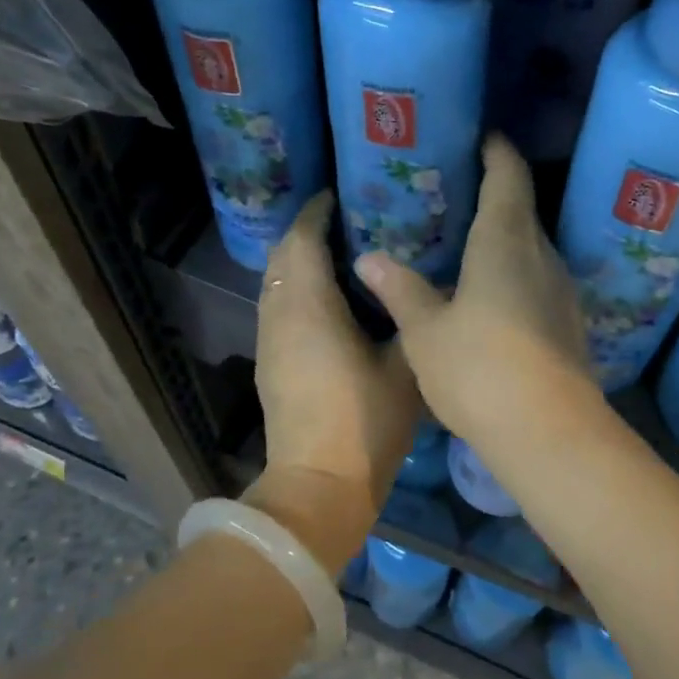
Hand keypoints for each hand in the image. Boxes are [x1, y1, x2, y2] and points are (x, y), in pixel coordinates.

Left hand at [245, 191, 420, 577]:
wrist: (318, 485)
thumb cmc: (365, 421)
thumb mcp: (403, 364)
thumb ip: (406, 316)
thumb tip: (410, 284)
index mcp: (308, 305)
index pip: (301, 238)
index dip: (317, 210)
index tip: (342, 194)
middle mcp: (278, 313)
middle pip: (282, 254)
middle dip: (308, 230)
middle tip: (350, 219)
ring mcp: (268, 338)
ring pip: (275, 279)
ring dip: (300, 259)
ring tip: (343, 252)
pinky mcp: (269, 360)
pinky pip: (277, 303)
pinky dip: (297, 286)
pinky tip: (331, 296)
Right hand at [353, 135, 599, 455]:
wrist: (550, 432)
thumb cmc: (479, 368)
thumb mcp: (425, 331)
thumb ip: (400, 289)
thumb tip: (370, 257)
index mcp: (505, 241)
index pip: (508, 176)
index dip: (496, 151)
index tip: (481, 136)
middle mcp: (541, 254)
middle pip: (521, 209)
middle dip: (494, 193)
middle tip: (454, 192)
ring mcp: (560, 289)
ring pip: (530, 246)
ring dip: (503, 236)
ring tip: (465, 240)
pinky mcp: (567, 321)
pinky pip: (536, 278)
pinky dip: (512, 270)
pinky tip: (488, 291)